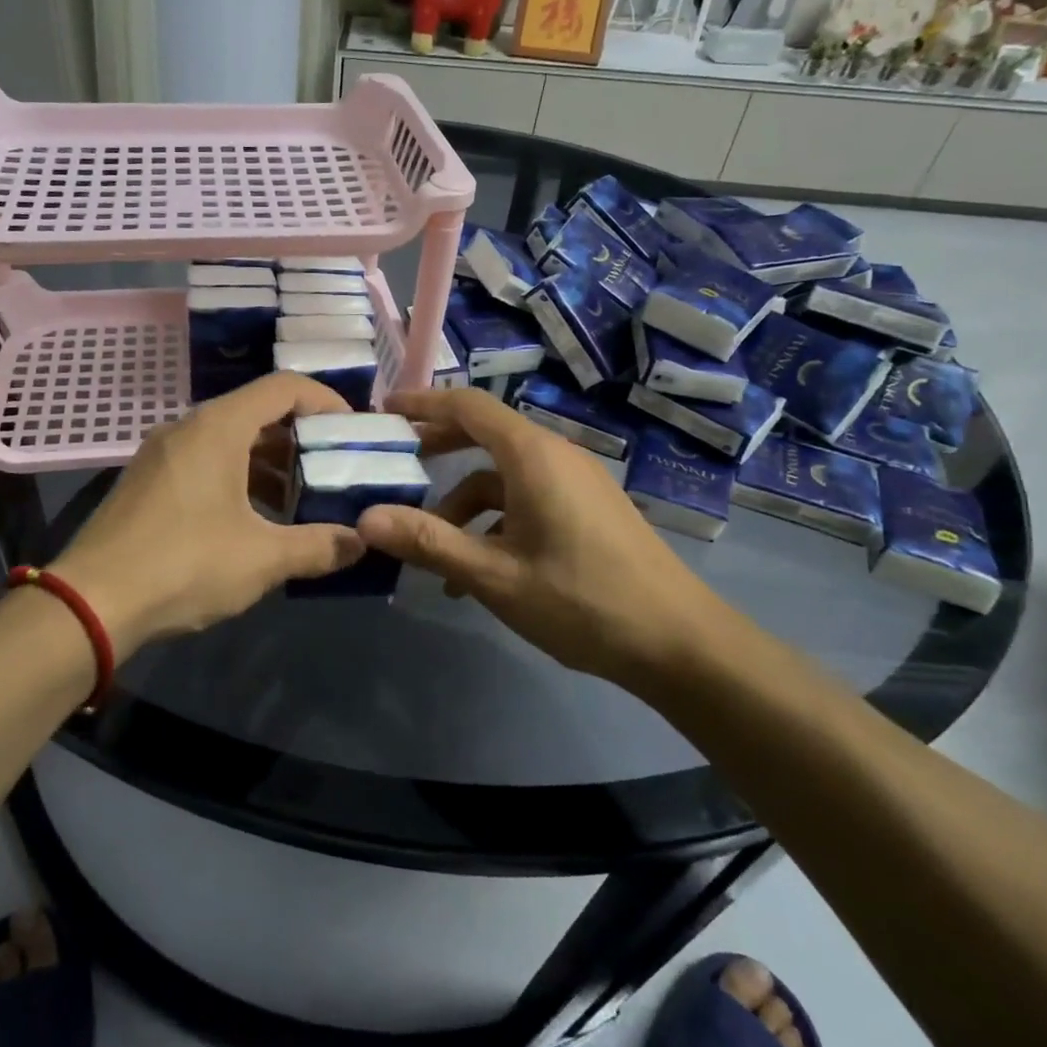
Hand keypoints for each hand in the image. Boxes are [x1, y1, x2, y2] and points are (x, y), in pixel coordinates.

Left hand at [51, 373, 366, 656]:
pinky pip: (205, 462)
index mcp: (218, 427)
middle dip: (301, 439)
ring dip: (270, 463)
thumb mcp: (262, 558)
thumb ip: (318, 546)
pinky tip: (253, 521)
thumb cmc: (184, 565)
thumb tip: (359, 543)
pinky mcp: (147, 481)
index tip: (353, 433)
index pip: (284, 387)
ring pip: (230, 440)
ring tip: (300, 501)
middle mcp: (188, 427)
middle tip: (333, 470)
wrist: (91, 602)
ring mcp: (162, 454)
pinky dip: (238, 478)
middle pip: (257, 412)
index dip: (326, 402)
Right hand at [355, 387, 743, 682]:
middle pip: (484, 434)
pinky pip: (526, 499)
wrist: (679, 643)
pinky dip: (494, 522)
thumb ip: (429, 542)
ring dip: (463, 504)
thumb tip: (366, 519)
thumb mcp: (495, 575)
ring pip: (502, 476)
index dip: (423, 402)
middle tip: (394, 464)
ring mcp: (575, 483)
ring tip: (431, 551)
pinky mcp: (586, 509)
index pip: (468, 406)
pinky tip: (476, 572)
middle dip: (437, 448)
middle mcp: (554, 456)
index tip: (384, 409)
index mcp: (532, 455)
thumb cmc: (581, 601)